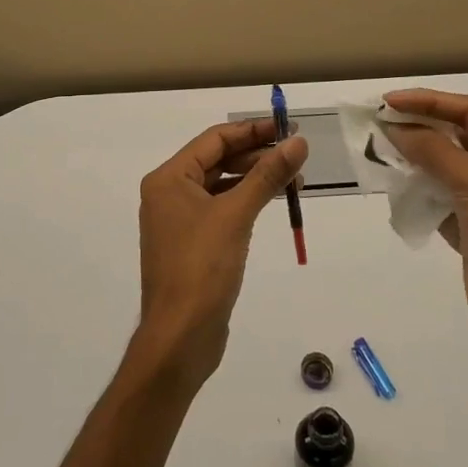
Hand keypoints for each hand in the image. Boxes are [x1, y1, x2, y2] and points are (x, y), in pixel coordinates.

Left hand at [134, 118, 307, 390]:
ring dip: (256, 179)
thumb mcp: (236, 215)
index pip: (214, 140)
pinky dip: (247, 202)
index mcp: (169, 179)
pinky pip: (222, 210)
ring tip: (296, 181)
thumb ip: (267, 175)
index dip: (253, 130)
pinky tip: (273, 203)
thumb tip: (298, 143)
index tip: (289, 129)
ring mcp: (180, 221)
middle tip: (298, 155)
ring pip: (222, 186)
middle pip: (218, 160)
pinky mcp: (193, 245)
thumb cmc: (201, 268)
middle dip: (258, 156)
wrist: (180, 337)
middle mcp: (169, 194)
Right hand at [381, 90, 467, 359]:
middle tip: (379, 121)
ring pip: (444, 165)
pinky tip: (393, 183)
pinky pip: (438, 194)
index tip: (390, 102)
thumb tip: (395, 126)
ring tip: (380, 149)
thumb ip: (433, 150)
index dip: (429, 102)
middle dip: (419, 127)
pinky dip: (417, 187)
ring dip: (414, 156)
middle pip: (456, 136)